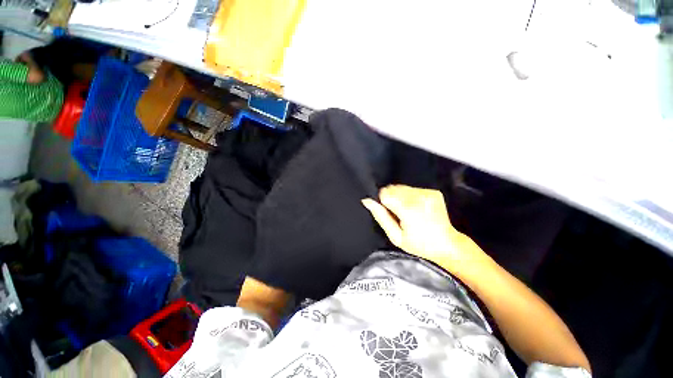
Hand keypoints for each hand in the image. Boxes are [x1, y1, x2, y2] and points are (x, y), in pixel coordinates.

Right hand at [362, 185, 486, 276]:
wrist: (446, 244)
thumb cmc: (418, 244)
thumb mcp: (395, 236)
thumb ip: (380, 216)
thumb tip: (367, 200)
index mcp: (409, 210)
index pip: (385, 193)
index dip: (383, 201)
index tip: (388, 211)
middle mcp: (419, 198)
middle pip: (393, 188)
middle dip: (391, 198)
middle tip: (398, 213)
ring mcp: (428, 193)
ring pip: (402, 187)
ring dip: (400, 196)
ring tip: (407, 210)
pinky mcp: (433, 192)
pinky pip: (412, 188)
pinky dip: (410, 196)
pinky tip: (415, 208)